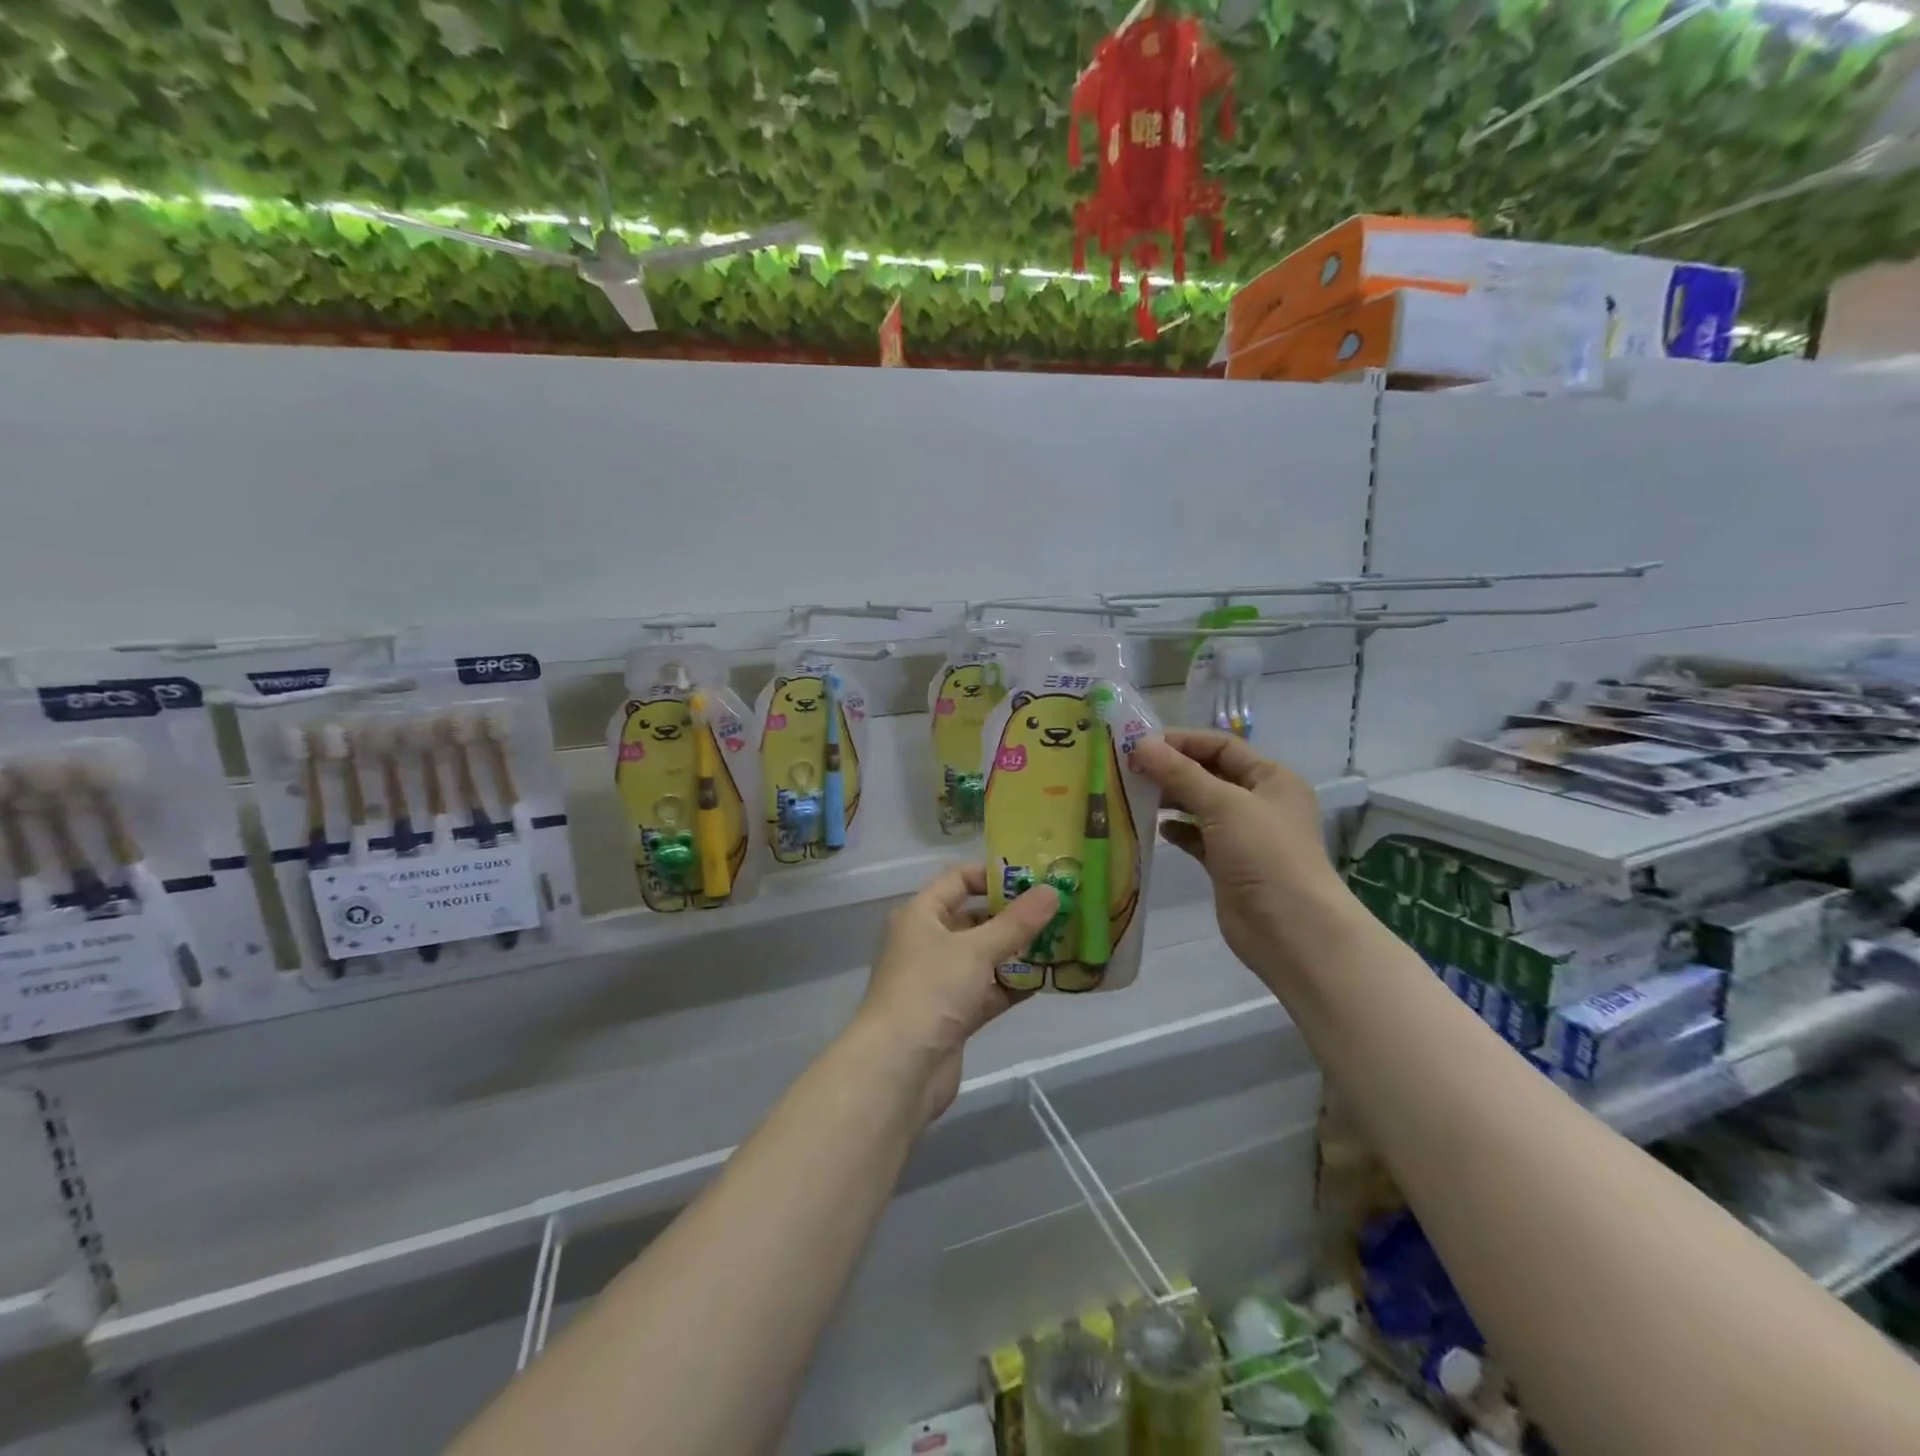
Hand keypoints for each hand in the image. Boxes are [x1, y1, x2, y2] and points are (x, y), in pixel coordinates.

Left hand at [851, 865, 1059, 1122]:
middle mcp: (927, 942)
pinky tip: (1045, 981)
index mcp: (920, 915)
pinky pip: (987, 990)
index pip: (957, 880)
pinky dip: (1011, 985)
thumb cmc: (931, 990)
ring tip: (1059, 941)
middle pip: (973, 918)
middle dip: (1011, 915)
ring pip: (983, 957)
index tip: (1032, 878)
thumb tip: (1052, 891)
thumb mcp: (976, 949)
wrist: (899, 1068)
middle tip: (1055, 909)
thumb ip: (1016, 922)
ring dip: (1015, 951)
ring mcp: (939, 980)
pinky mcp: (953, 1014)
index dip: (992, 875)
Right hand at [1129, 730, 1345, 980]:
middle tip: (1129, 768)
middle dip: (1172, 769)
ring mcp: (1244, 835)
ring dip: (1171, 798)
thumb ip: (1180, 774)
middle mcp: (1260, 802)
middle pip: (1210, 774)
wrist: (1290, 930)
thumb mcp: (1223, 804)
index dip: (1183, 741)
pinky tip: (1156, 828)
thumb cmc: (1264, 855)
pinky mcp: (1228, 864)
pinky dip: (1178, 830)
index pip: (1222, 746)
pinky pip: (1197, 837)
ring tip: (1135, 794)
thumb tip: (1142, 744)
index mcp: (1271, 778)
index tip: (1141, 743)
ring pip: (1201, 805)